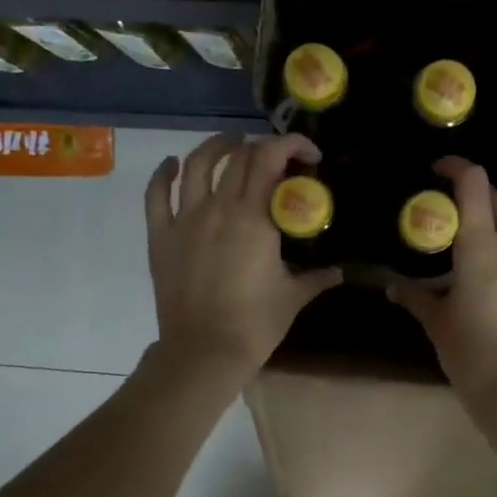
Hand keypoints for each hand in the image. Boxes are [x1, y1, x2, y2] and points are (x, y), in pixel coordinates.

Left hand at [144, 132, 341, 387]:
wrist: (204, 352)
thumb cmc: (255, 324)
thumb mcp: (294, 297)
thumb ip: (317, 278)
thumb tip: (339, 272)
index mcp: (254, 218)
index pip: (270, 158)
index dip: (291, 144)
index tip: (309, 155)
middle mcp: (218, 208)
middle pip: (238, 157)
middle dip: (262, 148)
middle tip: (277, 159)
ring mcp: (185, 220)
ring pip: (196, 164)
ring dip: (216, 147)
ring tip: (230, 144)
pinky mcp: (161, 237)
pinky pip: (157, 195)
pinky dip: (163, 173)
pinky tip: (172, 164)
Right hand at [390, 158, 496, 407]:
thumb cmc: (472, 355)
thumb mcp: (438, 324)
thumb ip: (416, 298)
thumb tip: (393, 287)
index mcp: (482, 247)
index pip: (474, 184)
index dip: (457, 167)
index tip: (440, 169)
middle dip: (477, 200)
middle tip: (454, 216)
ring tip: (477, 263)